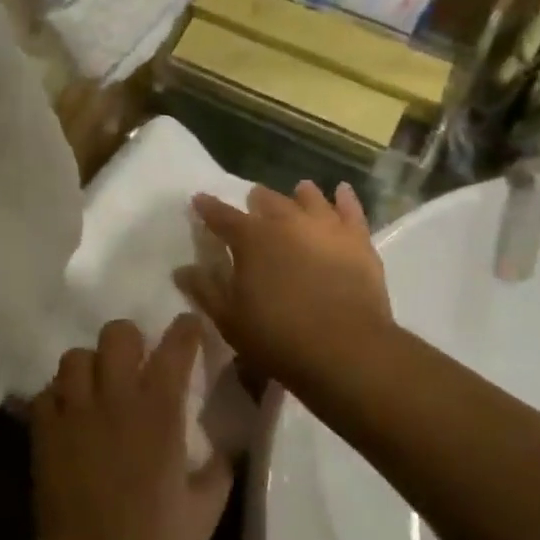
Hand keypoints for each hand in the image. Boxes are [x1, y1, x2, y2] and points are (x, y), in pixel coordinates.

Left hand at [30, 315, 233, 539]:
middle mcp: (116, 398)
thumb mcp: (206, 508)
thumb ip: (219, 469)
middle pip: (117, 335)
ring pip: (75, 357)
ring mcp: (75, 411)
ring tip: (95, 388)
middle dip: (129, 341)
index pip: (175, 349)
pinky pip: (46, 392)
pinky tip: (68, 415)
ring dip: (89, 367)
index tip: (189, 327)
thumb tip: (226, 447)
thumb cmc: (155, 539)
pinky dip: (57, 397)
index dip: (185, 330)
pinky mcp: (44, 429)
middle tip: (134, 364)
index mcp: (159, 410)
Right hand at [178, 180, 393, 396]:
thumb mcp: (229, 319)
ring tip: (298, 190)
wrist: (345, 349)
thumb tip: (182, 269)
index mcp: (251, 239)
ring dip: (300, 195)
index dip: (208, 208)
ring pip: (309, 199)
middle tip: (254, 201)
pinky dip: (344, 198)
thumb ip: (205, 290)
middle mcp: (286, 222)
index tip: (199, 200)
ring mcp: (325, 227)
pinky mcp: (357, 240)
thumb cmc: (277, 337)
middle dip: (257, 200)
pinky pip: (351, 210)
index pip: (222, 216)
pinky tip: (342, 191)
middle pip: (268, 201)